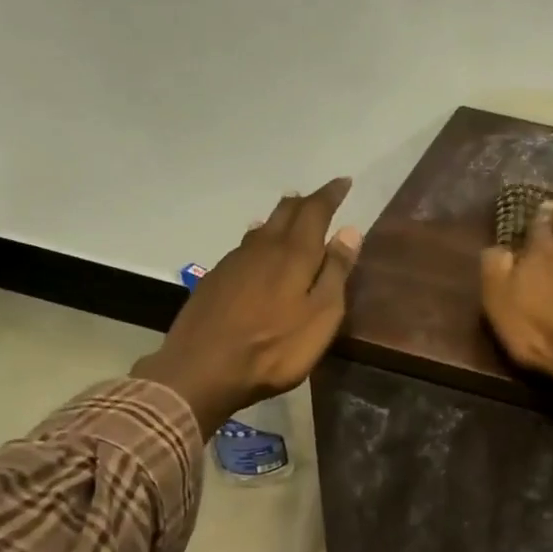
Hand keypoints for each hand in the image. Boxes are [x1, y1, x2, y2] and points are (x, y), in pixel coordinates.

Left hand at [133, 179, 360, 433]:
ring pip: (262, 227)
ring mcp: (235, 262)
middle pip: (285, 212)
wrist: (202, 369)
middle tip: (320, 198)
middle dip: (305, 202)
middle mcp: (263, 247)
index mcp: (294, 253)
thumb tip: (350, 230)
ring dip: (280, 218)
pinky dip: (260, 238)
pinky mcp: (216, 279)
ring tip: (292, 216)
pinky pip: (245, 246)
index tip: (344, 182)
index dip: (331, 195)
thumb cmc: (274, 348)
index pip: (315, 211)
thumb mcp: (321, 316)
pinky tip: (258, 250)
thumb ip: (336, 272)